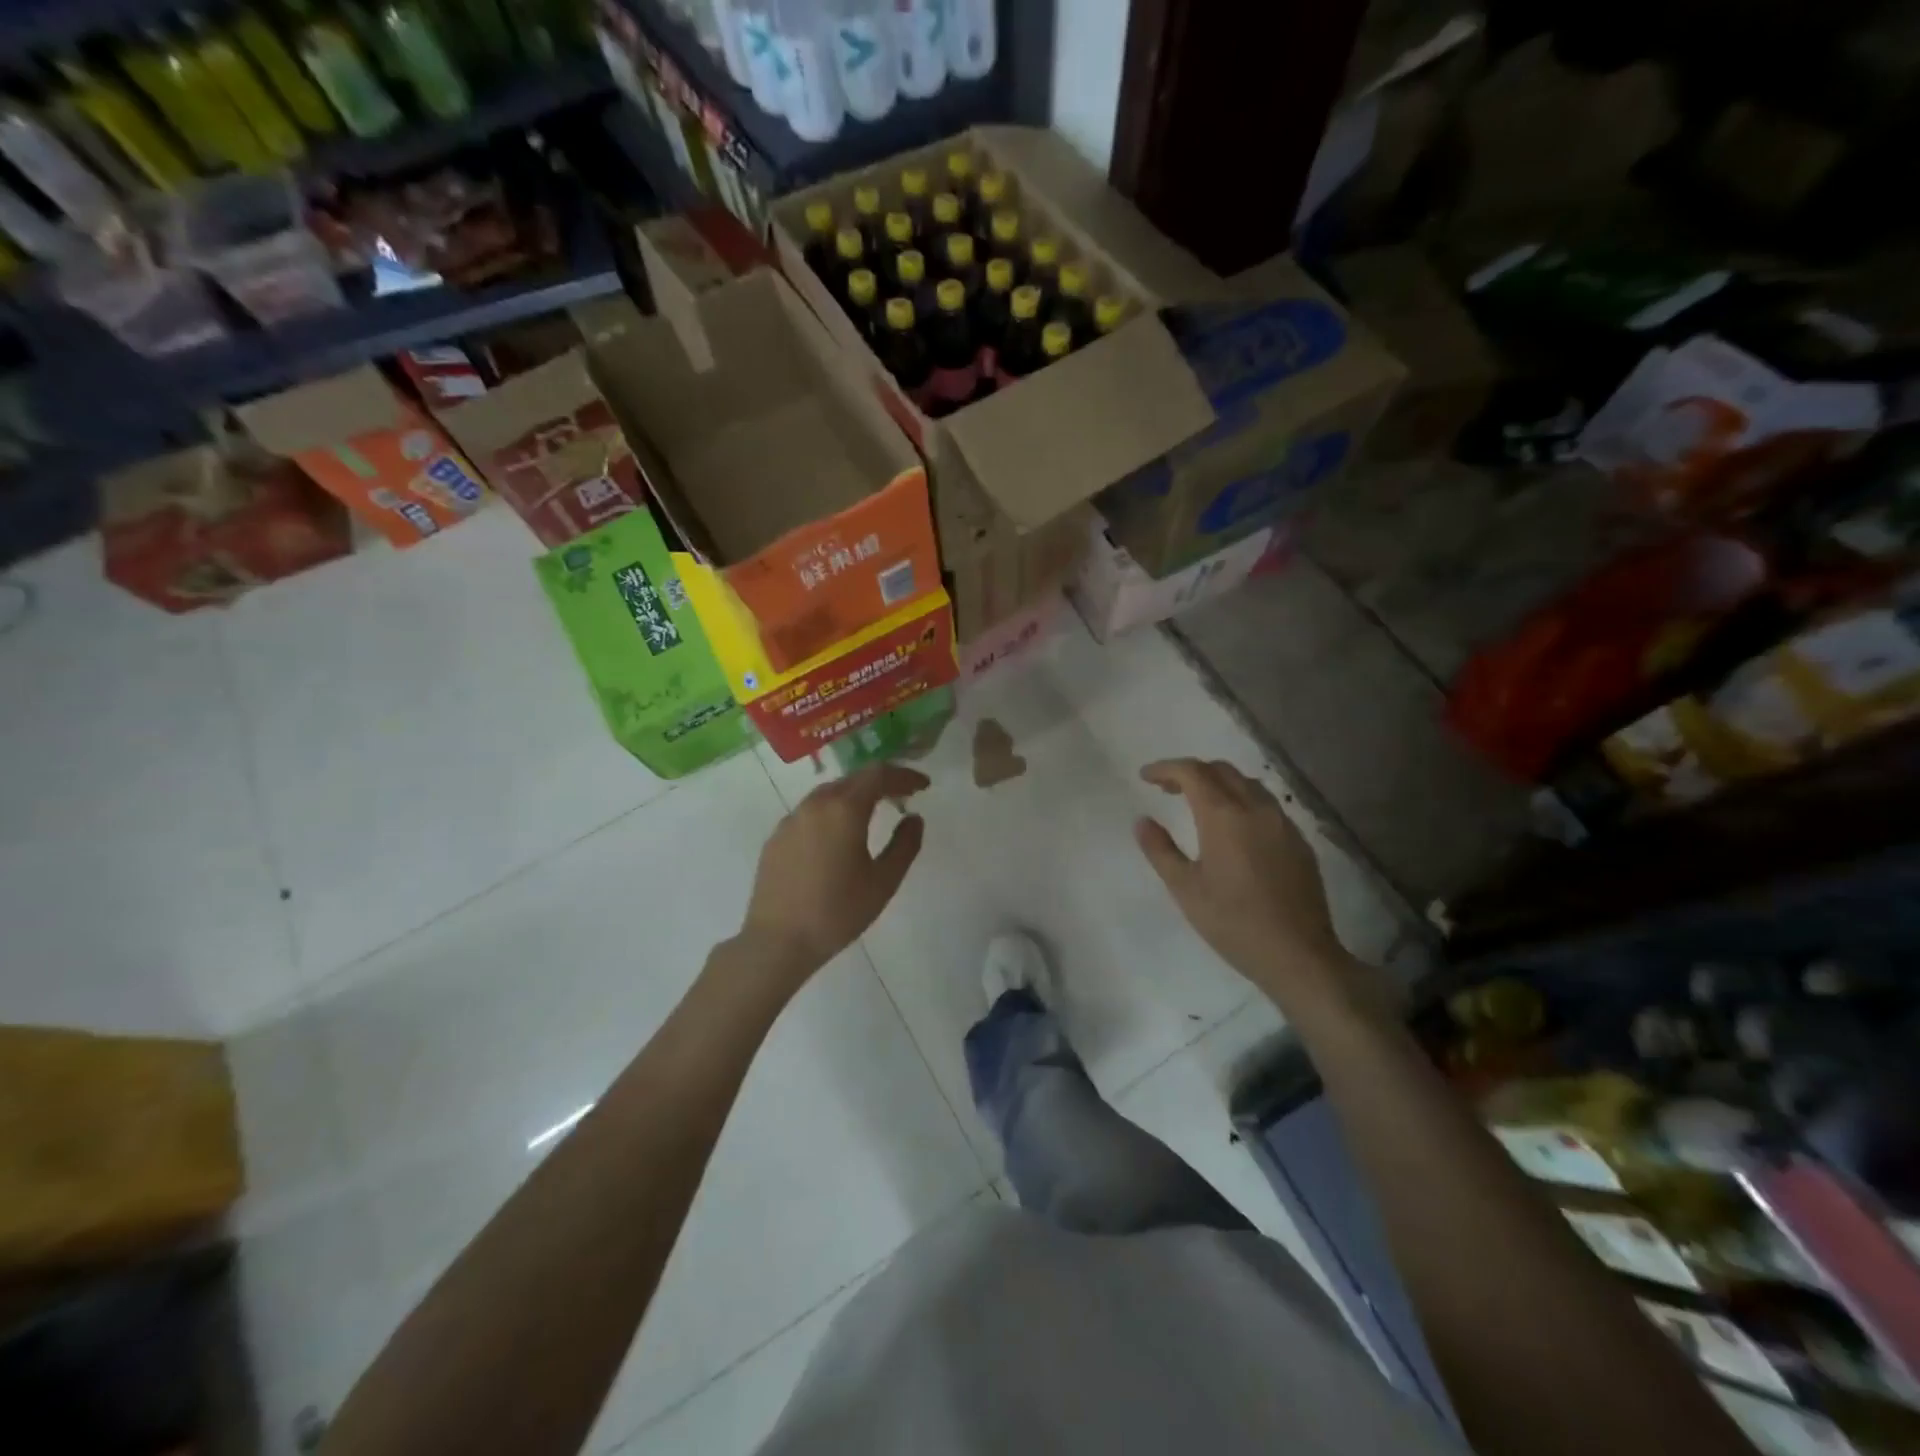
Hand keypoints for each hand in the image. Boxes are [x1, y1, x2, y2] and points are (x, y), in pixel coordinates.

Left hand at [737, 764, 928, 995]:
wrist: (777, 941)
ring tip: (873, 813)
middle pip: (853, 779)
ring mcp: (791, 820)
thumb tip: (913, 818)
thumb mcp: (883, 881)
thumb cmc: (837, 911)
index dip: (904, 775)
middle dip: (881, 783)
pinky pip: (810, 812)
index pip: (879, 774)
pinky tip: (838, 835)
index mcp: (844, 809)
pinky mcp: (776, 838)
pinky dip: (832, 812)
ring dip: (855, 795)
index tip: (923, 786)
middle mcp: (815, 804)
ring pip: (829, 793)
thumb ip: (905, 844)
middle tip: (903, 796)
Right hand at [1135, 758, 1373, 1013]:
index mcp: (1224, 816)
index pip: (1192, 772)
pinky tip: (1234, 829)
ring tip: (1199, 805)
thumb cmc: (1233, 922)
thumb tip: (1142, 821)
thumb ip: (1160, 849)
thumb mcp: (1185, 888)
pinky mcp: (1299, 841)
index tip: (1145, 776)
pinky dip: (1242, 801)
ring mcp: (1283, 823)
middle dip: (1191, 772)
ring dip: (1219, 783)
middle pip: (1221, 770)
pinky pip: (1266, 805)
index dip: (1166, 768)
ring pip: (1248, 784)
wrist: (1298, 955)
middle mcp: (1256, 808)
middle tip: (1167, 790)